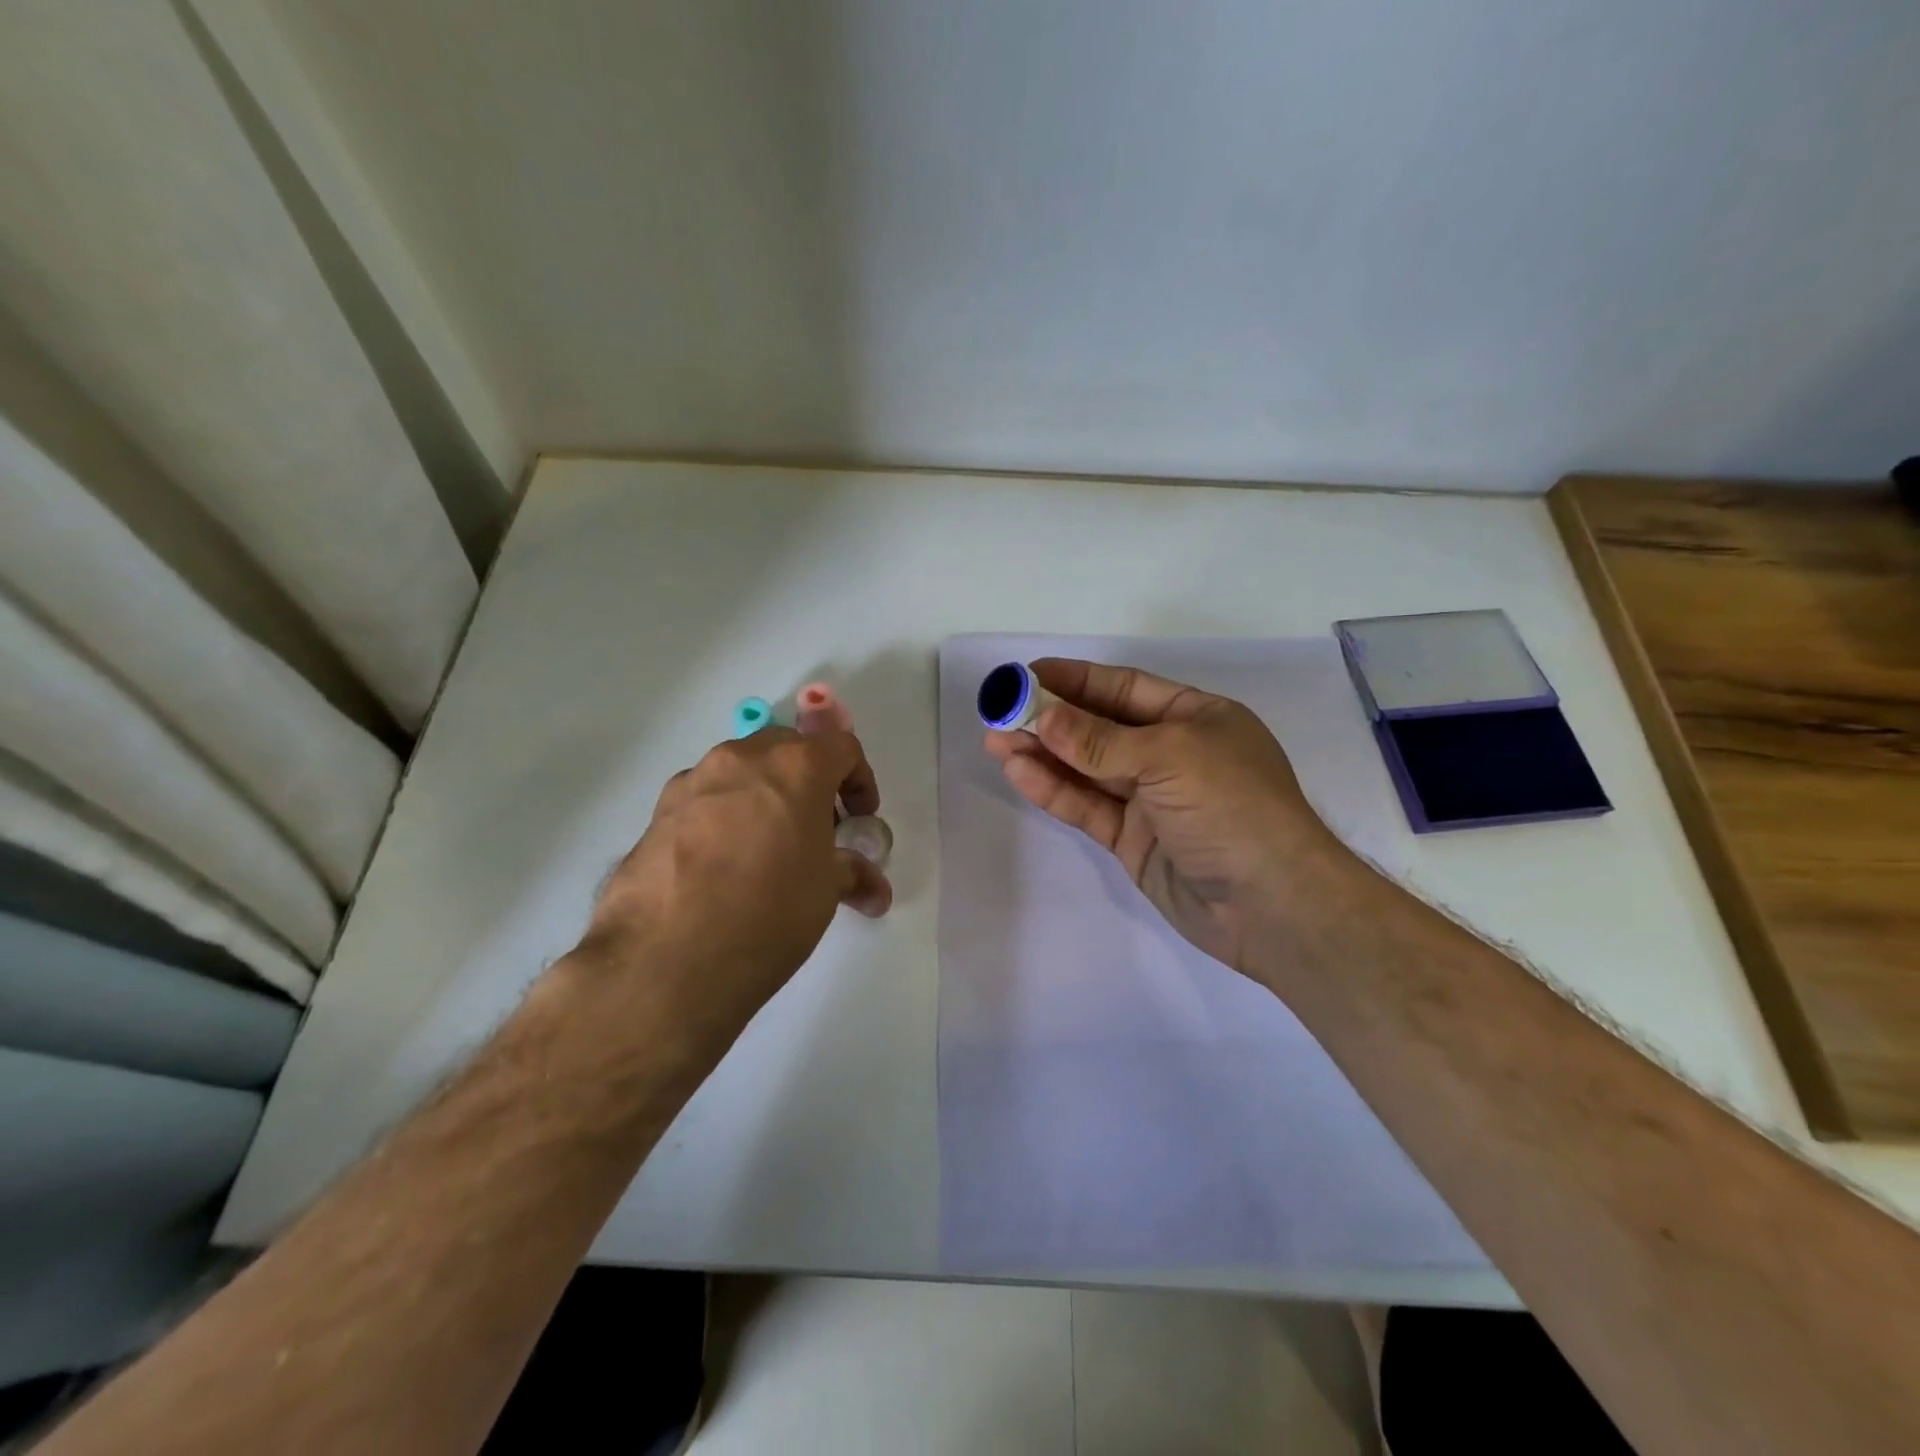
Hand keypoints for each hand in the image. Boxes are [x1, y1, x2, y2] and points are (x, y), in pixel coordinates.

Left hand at [576, 728, 890, 1055]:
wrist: (668, 959)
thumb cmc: (769, 913)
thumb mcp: (825, 893)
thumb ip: (851, 874)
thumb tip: (872, 890)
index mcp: (796, 767)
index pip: (841, 748)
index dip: (859, 780)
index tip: (859, 818)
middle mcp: (742, 759)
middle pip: (787, 750)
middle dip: (809, 782)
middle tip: (816, 829)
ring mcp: (693, 782)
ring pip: (741, 772)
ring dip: (763, 797)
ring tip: (766, 850)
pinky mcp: (657, 812)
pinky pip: (703, 800)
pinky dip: (723, 818)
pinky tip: (721, 867)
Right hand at [985, 659, 1349, 976]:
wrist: (1272, 905)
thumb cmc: (1233, 807)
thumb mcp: (1170, 757)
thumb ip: (1101, 740)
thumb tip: (1043, 717)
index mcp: (1196, 718)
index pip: (1125, 689)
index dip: (1076, 680)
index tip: (1026, 675)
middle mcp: (1171, 753)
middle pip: (1100, 727)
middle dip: (1050, 718)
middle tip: (999, 711)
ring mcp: (1150, 799)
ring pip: (1087, 769)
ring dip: (1043, 753)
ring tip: (994, 739)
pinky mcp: (1132, 839)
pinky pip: (1087, 806)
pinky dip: (1054, 789)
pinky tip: (1018, 772)